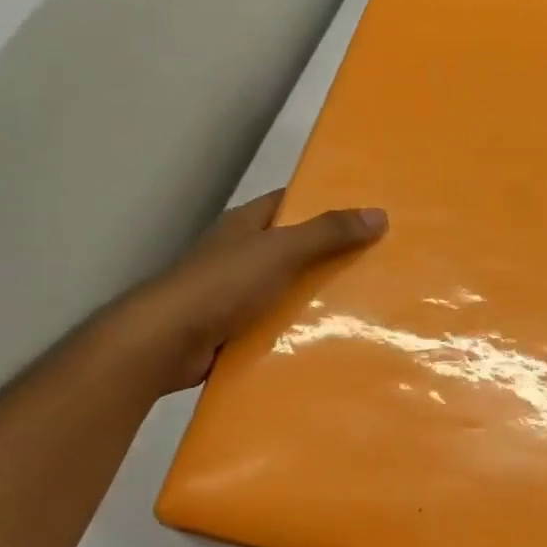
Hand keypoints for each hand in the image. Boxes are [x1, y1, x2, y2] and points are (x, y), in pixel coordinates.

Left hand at [108, 191, 386, 397]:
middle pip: (292, 248)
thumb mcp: (281, 250)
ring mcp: (233, 294)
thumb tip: (379, 213)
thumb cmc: (223, 285)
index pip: (289, 204)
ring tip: (366, 304)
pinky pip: (274, 324)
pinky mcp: (232, 329)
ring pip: (285, 289)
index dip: (324, 204)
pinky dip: (297, 330)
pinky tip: (329, 338)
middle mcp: (239, 254)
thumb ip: (328, 233)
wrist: (167, 342)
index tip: (365, 214)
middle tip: (377, 263)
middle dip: (329, 255)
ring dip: (315, 297)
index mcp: (245, 225)